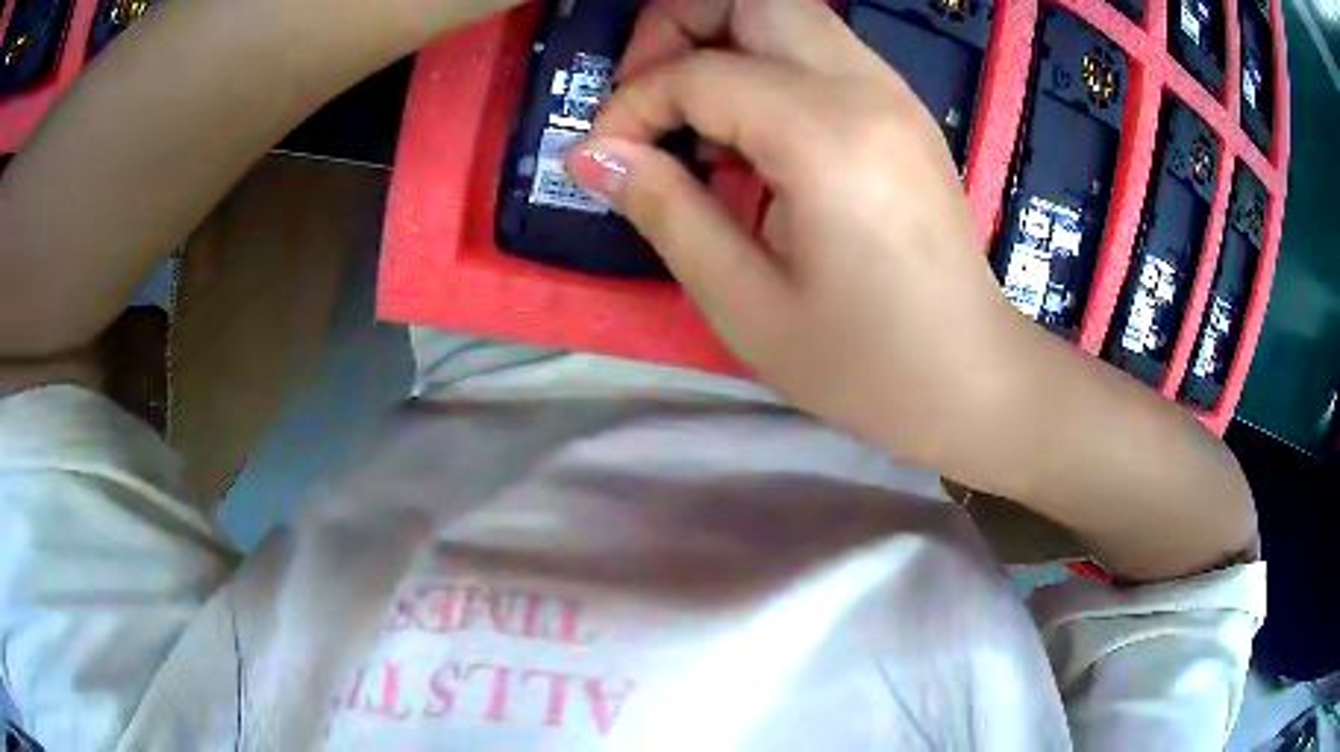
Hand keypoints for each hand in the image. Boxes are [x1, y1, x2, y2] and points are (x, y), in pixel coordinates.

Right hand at [567, 0, 1030, 463]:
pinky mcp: (900, 106)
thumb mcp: (744, 304)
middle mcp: (866, 88)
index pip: (699, 72)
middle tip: (650, 99)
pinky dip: (761, 62)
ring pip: (785, 10)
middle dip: (678, 26)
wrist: (972, 376)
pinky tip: (750, 136)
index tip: (604, 159)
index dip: (632, 105)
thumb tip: (590, 153)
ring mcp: (892, 91)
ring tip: (692, 119)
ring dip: (719, 40)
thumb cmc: (864, 363)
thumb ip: (664, 209)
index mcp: (828, 136)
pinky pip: (815, 46)